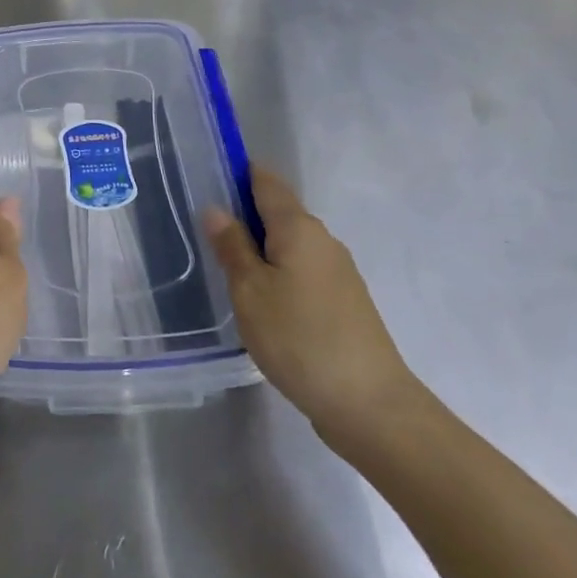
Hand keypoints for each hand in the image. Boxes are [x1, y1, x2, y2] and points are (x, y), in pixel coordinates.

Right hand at [204, 169, 424, 456]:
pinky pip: (303, 270)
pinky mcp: (344, 302)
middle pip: (278, 211)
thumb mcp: (250, 291)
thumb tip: (216, 208)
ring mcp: (338, 272)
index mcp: (298, 227)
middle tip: (207, 232)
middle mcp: (322, 240)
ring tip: (228, 269)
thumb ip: (232, 246)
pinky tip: (262, 301)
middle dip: (245, 214)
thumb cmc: (299, 338)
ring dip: (262, 248)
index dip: (238, 172)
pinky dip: (279, 273)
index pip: (266, 180)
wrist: (370, 405)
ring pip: (290, 244)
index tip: (208, 178)